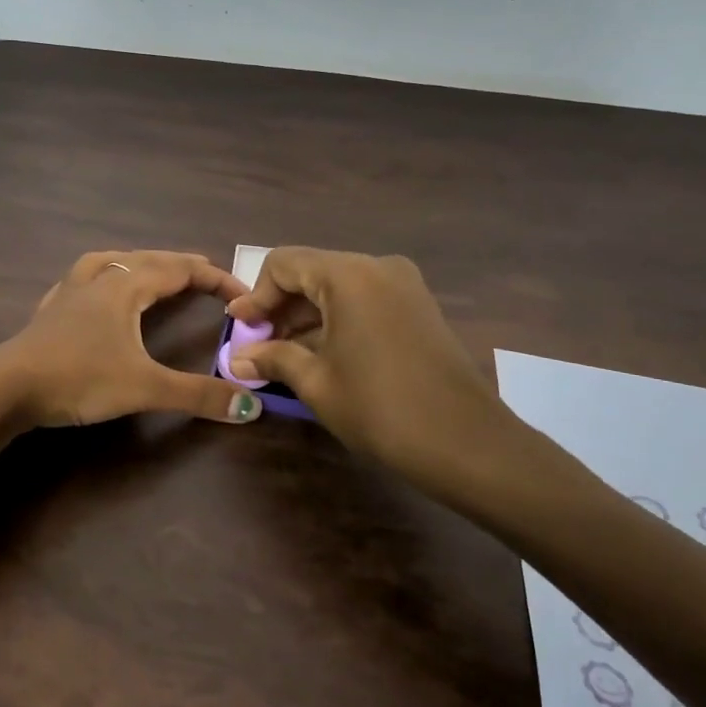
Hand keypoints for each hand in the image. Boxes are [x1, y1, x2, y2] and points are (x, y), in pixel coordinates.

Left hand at [0, 251, 266, 429]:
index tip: (243, 293)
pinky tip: (97, 289)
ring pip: (112, 262)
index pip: (180, 269)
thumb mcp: (144, 388)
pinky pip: (84, 278)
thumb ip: (197, 395)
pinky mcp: (51, 309)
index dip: (215, 278)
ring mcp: (70, 291)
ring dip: (141, 263)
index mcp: (126, 287)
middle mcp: (100, 278)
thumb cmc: (79, 378)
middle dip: (182, 266)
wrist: (7, 386)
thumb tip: (251, 408)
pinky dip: (104, 276)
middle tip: (208, 276)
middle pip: (148, 260)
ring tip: (154, 270)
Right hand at [226, 248, 547, 508]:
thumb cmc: (380, 408)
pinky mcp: (419, 306)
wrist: (467, 443)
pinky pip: (365, 299)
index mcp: (348, 274)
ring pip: (339, 287)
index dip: (255, 295)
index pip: (284, 263)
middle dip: (281, 307)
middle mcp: (377, 266)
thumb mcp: (317, 383)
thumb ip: (274, 358)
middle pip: (312, 271)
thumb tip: (238, 358)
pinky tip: (322, 353)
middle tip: (258, 344)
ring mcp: (404, 285)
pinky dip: (337, 319)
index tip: (239, 328)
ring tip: (285, 354)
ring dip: (308, 315)